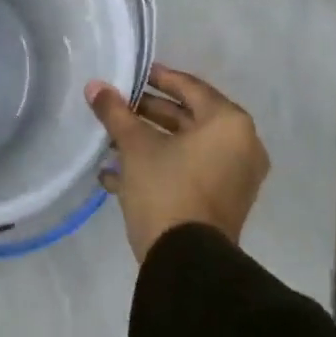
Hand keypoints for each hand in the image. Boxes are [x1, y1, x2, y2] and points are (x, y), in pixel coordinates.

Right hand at [85, 63, 269, 262]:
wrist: (186, 262)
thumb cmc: (167, 188)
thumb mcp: (135, 145)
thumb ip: (115, 112)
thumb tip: (95, 86)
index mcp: (229, 124)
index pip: (191, 88)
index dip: (159, 78)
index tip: (134, 74)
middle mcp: (240, 146)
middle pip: (189, 118)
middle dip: (150, 113)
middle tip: (119, 106)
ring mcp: (234, 178)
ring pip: (187, 148)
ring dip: (150, 142)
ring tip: (111, 139)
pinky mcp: (222, 203)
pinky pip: (189, 172)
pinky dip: (159, 167)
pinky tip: (115, 174)